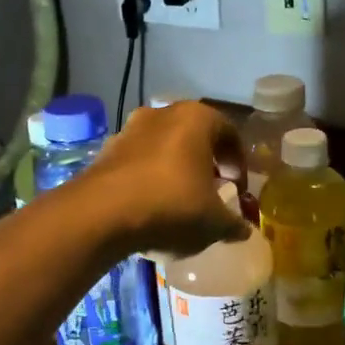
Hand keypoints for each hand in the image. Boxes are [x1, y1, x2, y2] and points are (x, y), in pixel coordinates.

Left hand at [78, 100, 250, 257]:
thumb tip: (244, 230)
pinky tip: (149, 208)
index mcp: (197, 119)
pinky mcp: (104, 152)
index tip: (237, 188)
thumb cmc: (171, 206)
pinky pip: (137, 163)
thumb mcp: (213, 222)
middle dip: (205, 163)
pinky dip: (147, 179)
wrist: (100, 215)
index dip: (238, 162)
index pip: (229, 132)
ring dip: (174, 169)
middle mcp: (163, 114)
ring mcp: (129, 130)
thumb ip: (233, 223)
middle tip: (211, 191)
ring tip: (179, 201)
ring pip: (163, 147)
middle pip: (193, 136)